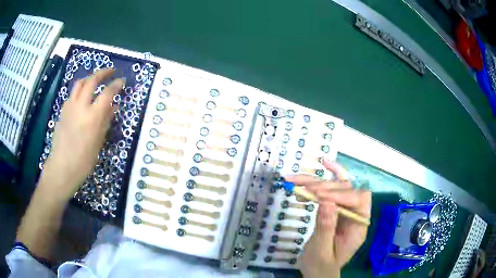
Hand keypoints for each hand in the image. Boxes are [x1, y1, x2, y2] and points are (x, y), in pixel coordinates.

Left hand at [40, 69, 123, 201]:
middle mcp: (81, 106)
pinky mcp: (63, 110)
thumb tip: (114, 106)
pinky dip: (80, 90)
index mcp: (93, 116)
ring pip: (80, 83)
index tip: (122, 81)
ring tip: (95, 80)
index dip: (116, 84)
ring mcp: (70, 106)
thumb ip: (106, 120)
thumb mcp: (99, 141)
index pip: (107, 93)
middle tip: (111, 71)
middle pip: (92, 80)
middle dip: (103, 73)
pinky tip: (82, 97)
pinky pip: (72, 94)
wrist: (63, 166)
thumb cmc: (84, 159)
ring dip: (89, 78)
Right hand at [285, 159, 371, 277]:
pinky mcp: (336, 208)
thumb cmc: (321, 266)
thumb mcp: (321, 251)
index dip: (340, 195)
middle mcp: (356, 214)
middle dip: (324, 187)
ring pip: (337, 186)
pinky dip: (330, 175)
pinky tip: (324, 163)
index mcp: (359, 227)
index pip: (358, 201)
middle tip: (303, 189)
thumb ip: (326, 228)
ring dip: (317, 181)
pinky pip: (335, 188)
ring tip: (296, 179)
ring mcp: (346, 210)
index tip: (318, 196)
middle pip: (346, 190)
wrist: (318, 271)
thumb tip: (327, 201)